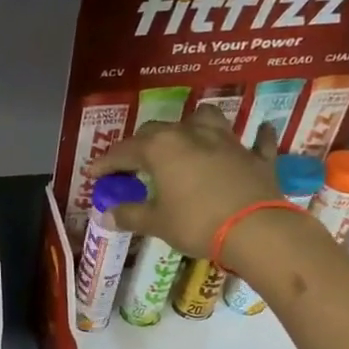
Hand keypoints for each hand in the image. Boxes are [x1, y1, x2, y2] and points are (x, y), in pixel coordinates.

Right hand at [90, 118, 283, 259]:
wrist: (255, 230)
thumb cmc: (197, 223)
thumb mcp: (157, 223)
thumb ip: (130, 215)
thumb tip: (106, 215)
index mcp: (162, 148)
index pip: (125, 150)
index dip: (106, 162)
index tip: (93, 174)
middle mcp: (192, 134)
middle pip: (159, 130)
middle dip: (141, 144)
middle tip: (132, 164)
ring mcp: (227, 141)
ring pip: (206, 119)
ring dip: (192, 125)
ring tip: (185, 139)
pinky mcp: (255, 156)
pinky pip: (255, 141)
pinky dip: (253, 139)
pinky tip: (255, 137)